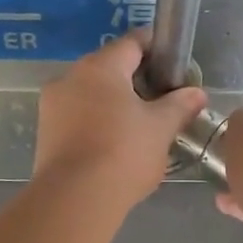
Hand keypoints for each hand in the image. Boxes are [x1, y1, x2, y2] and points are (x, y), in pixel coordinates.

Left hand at [32, 32, 208, 212]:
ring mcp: (52, 105)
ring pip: (90, 93)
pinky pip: (77, 116)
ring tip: (139, 126)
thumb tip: (196, 93)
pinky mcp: (45, 133)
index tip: (174, 64)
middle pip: (109, 68)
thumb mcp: (161, 128)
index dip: (156, 49)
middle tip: (161, 100)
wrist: (74, 199)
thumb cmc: (123, 153)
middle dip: (135, 79)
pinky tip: (114, 144)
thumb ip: (180, 105)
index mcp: (100, 67)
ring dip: (114, 103)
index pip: (132, 43)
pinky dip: (97, 122)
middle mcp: (70, 77)